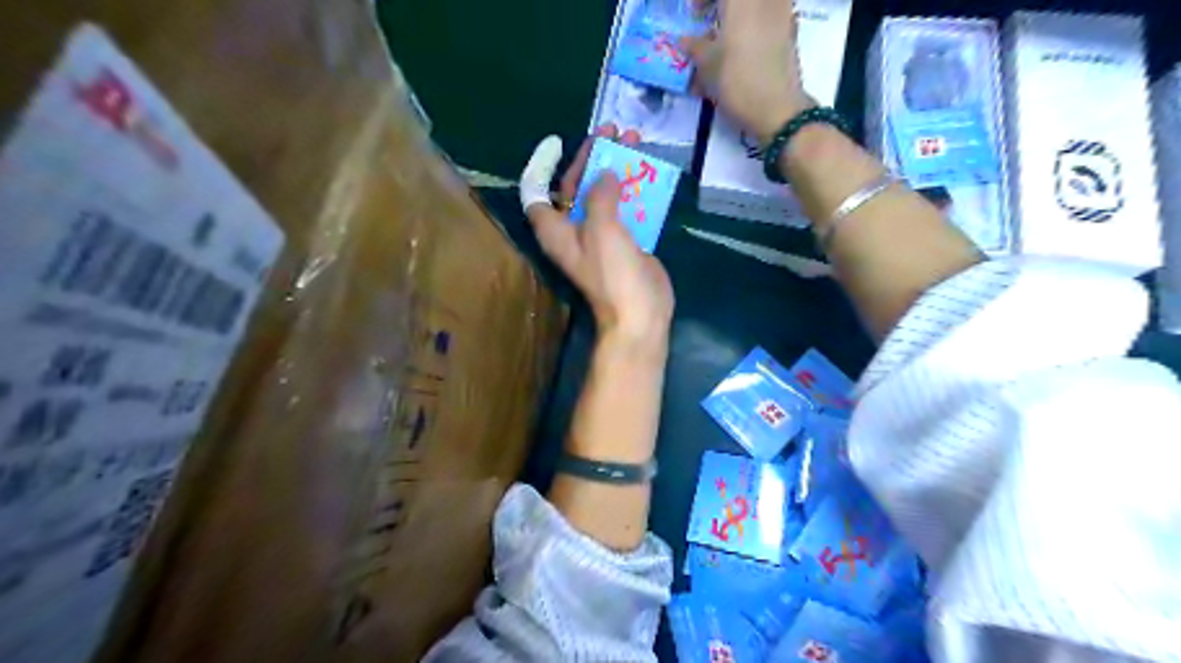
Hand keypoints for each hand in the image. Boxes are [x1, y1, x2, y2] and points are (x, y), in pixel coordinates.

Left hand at [517, 124, 673, 352]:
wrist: (641, 313)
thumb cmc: (613, 274)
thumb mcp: (602, 229)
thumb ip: (600, 196)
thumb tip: (605, 173)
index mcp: (556, 230)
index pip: (536, 192)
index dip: (541, 165)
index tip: (558, 142)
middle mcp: (573, 230)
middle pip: (575, 187)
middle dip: (592, 158)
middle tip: (611, 132)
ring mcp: (600, 236)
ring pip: (604, 194)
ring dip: (617, 168)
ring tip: (635, 141)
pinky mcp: (624, 241)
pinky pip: (625, 207)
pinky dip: (634, 189)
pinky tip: (649, 172)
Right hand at [684, 0, 811, 145]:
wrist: (776, 109)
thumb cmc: (736, 82)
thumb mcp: (707, 66)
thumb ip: (694, 47)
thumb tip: (683, 40)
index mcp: (741, 2)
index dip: (701, 0)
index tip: (694, 13)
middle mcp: (764, 1)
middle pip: (739, 2)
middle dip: (722, 8)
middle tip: (710, 20)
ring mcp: (782, 12)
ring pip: (757, 8)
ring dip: (740, 18)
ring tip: (726, 38)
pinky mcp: (791, 31)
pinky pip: (770, 17)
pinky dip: (754, 27)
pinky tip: (743, 50)